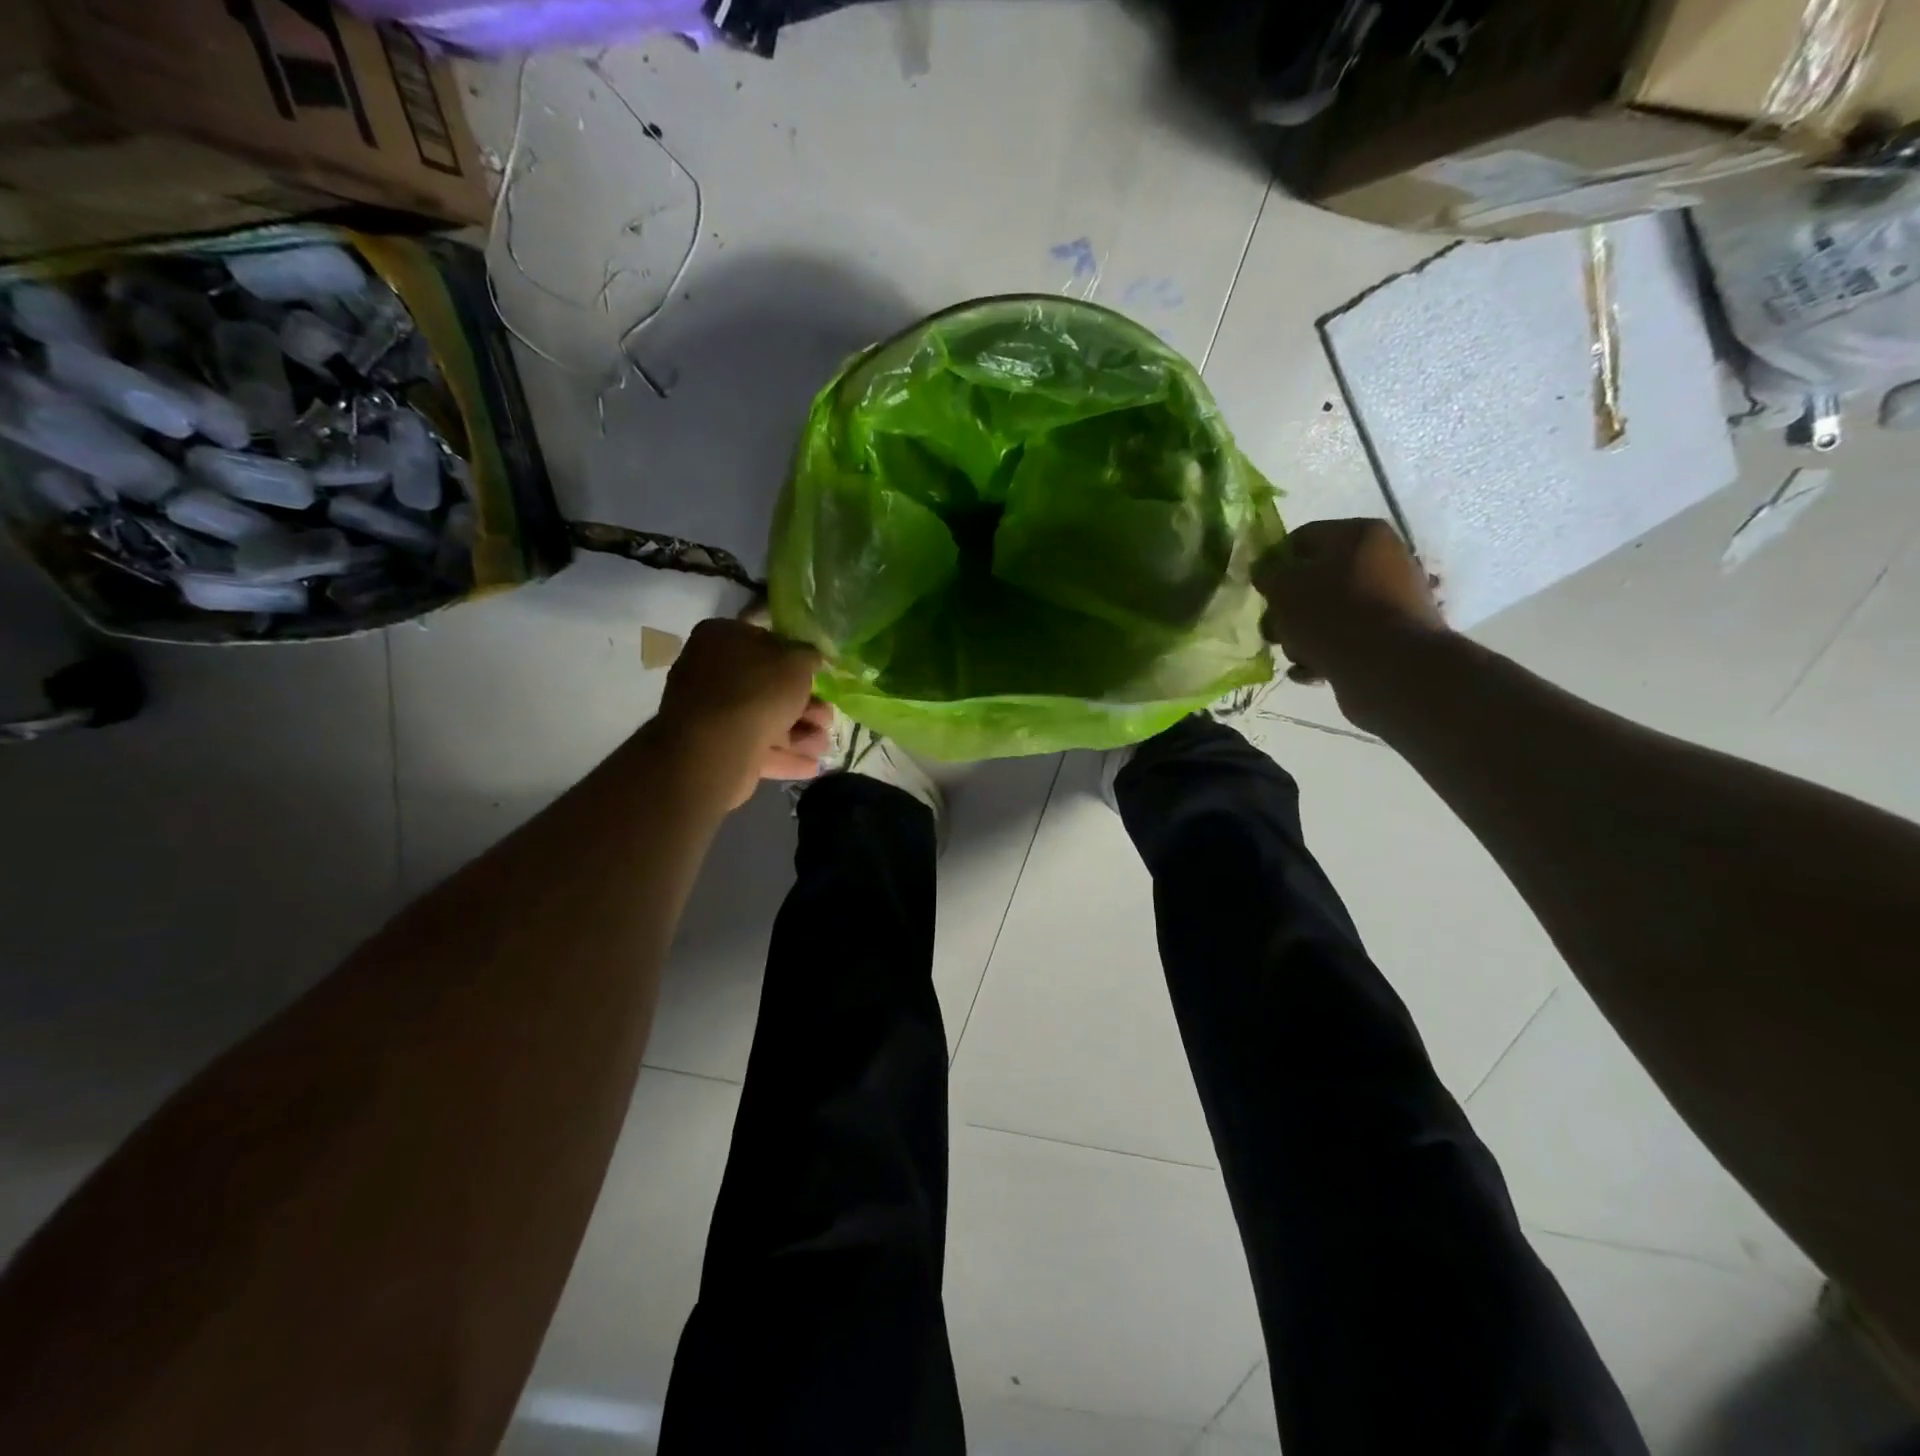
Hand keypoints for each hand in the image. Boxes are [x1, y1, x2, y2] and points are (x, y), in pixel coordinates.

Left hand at [652, 618, 831, 807]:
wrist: (716, 747)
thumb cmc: (758, 691)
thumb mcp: (798, 662)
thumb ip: (809, 655)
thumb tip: (811, 656)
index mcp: (722, 637)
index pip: (763, 638)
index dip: (794, 655)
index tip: (817, 672)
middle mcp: (710, 670)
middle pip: (766, 685)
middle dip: (803, 704)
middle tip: (828, 717)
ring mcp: (709, 711)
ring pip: (763, 718)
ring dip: (798, 732)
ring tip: (824, 746)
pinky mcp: (713, 746)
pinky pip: (753, 746)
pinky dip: (782, 755)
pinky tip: (811, 766)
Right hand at [1253, 518, 1444, 686]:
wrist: (1389, 669)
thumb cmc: (1332, 615)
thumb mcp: (1284, 588)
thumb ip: (1268, 574)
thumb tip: (1266, 572)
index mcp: (1360, 535)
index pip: (1302, 538)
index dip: (1273, 563)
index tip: (1258, 590)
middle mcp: (1382, 561)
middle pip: (1315, 580)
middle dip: (1287, 608)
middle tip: (1273, 629)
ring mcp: (1390, 601)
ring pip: (1327, 613)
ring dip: (1302, 634)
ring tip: (1295, 654)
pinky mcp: (1391, 637)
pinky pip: (1345, 639)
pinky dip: (1324, 653)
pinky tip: (1310, 671)